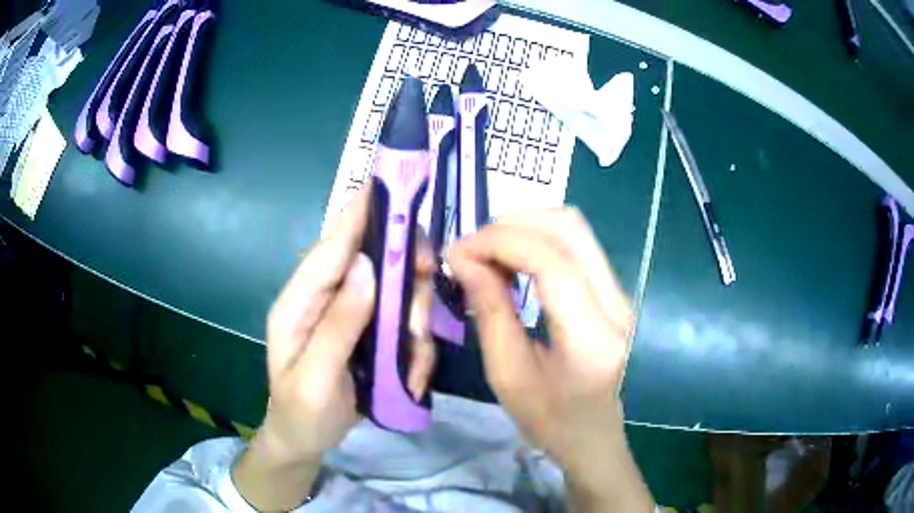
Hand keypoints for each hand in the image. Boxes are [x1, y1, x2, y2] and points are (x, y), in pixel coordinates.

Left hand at [233, 186, 436, 509]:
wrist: (304, 441)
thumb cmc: (301, 413)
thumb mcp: (315, 379)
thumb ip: (338, 324)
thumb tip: (367, 265)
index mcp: (298, 304)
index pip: (329, 249)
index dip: (356, 215)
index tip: (384, 185)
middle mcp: (324, 300)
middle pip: (370, 262)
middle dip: (403, 278)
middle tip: (422, 297)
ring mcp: (349, 316)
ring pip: (395, 293)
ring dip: (413, 322)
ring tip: (412, 361)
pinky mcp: (368, 333)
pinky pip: (401, 323)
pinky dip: (415, 346)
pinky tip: (411, 375)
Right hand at [448, 208, 652, 510]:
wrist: (593, 436)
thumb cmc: (549, 420)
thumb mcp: (507, 375)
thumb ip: (489, 312)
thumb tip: (464, 259)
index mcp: (592, 337)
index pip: (550, 261)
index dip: (499, 243)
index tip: (458, 252)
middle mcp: (617, 304)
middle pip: (569, 227)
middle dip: (512, 225)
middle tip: (473, 249)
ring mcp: (621, 294)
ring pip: (574, 228)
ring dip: (525, 229)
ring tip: (489, 255)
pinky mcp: (614, 291)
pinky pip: (576, 246)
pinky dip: (538, 241)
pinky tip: (513, 263)